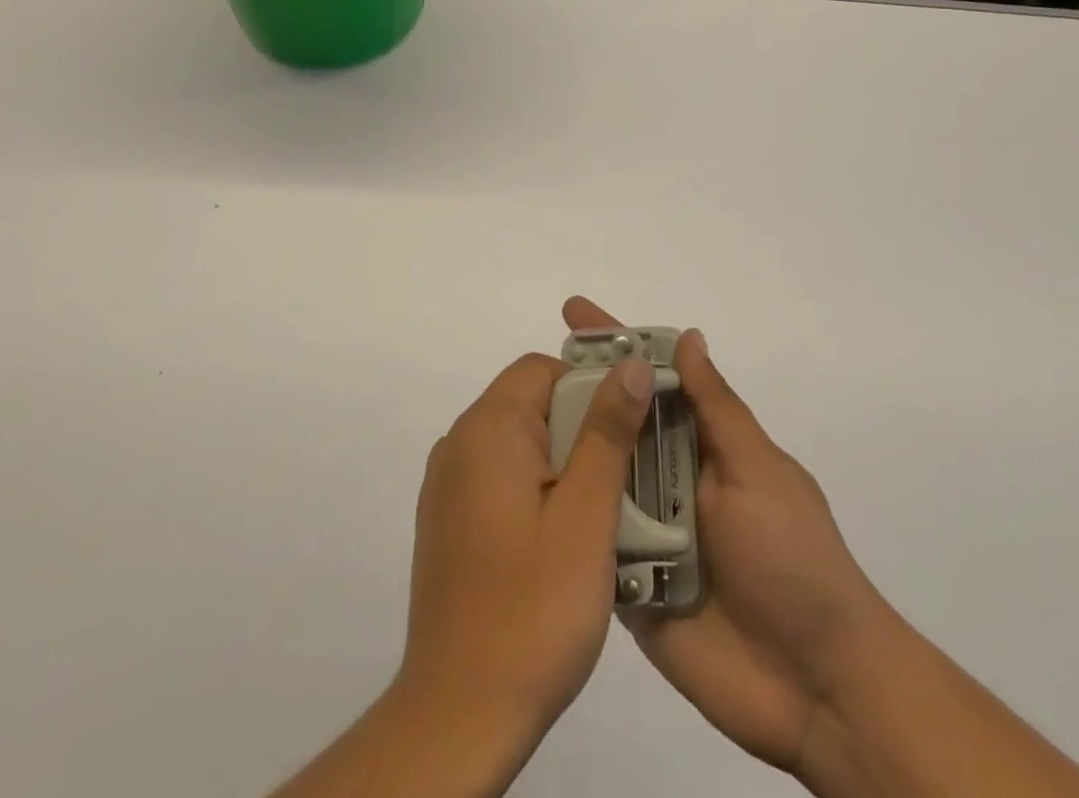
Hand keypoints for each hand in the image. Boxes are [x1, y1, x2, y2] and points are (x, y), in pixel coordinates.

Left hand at [397, 349, 657, 745]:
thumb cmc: (533, 608)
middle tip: (622, 483)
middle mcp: (459, 443)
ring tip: (601, 516)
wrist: (460, 713)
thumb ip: (607, 432)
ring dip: (563, 464)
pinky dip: (536, 490)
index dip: (590, 387)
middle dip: (581, 430)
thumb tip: (630, 365)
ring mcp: (448, 484)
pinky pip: (501, 478)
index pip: (543, 370)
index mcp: (487, 429)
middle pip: (531, 403)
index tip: (627, 431)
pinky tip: (562, 542)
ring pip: (520, 443)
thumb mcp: (586, 515)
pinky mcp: (449, 520)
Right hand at [562, 296, 897, 779]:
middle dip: (575, 393)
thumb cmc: (794, 560)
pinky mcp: (630, 582)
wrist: (817, 689)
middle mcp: (670, 478)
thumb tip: (687, 335)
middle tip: (525, 371)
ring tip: (511, 421)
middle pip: (615, 424)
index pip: (653, 379)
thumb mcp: (758, 470)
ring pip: (596, 476)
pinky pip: (590, 540)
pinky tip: (519, 493)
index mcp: (703, 445)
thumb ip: (716, 408)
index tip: (573, 311)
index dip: (616, 343)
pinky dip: (565, 517)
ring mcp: (647, 531)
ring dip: (562, 450)